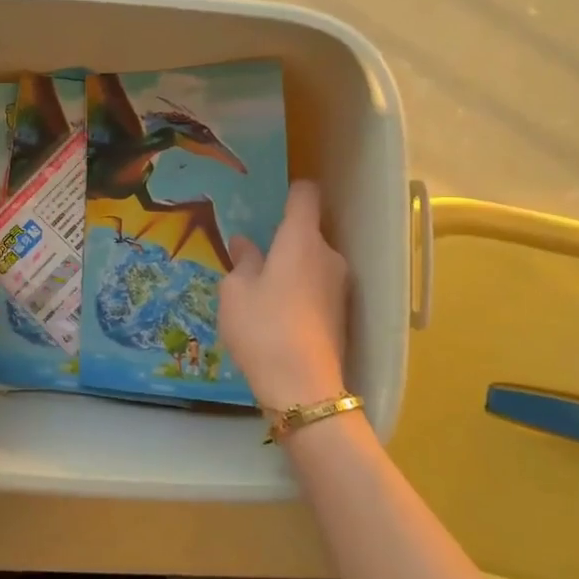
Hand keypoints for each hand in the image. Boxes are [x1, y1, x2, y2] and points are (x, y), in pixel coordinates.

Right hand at [220, 181, 348, 410]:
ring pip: (312, 263)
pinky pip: (318, 288)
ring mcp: (340, 286)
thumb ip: (242, 262)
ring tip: (262, 293)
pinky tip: (279, 316)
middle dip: (283, 242)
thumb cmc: (262, 327)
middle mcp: (328, 255)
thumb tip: (244, 244)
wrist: (303, 388)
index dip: (291, 191)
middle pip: (307, 233)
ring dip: (292, 270)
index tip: (272, 198)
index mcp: (301, 239)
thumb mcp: (235, 292)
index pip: (305, 195)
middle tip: (253, 259)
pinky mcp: (343, 314)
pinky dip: (301, 293)